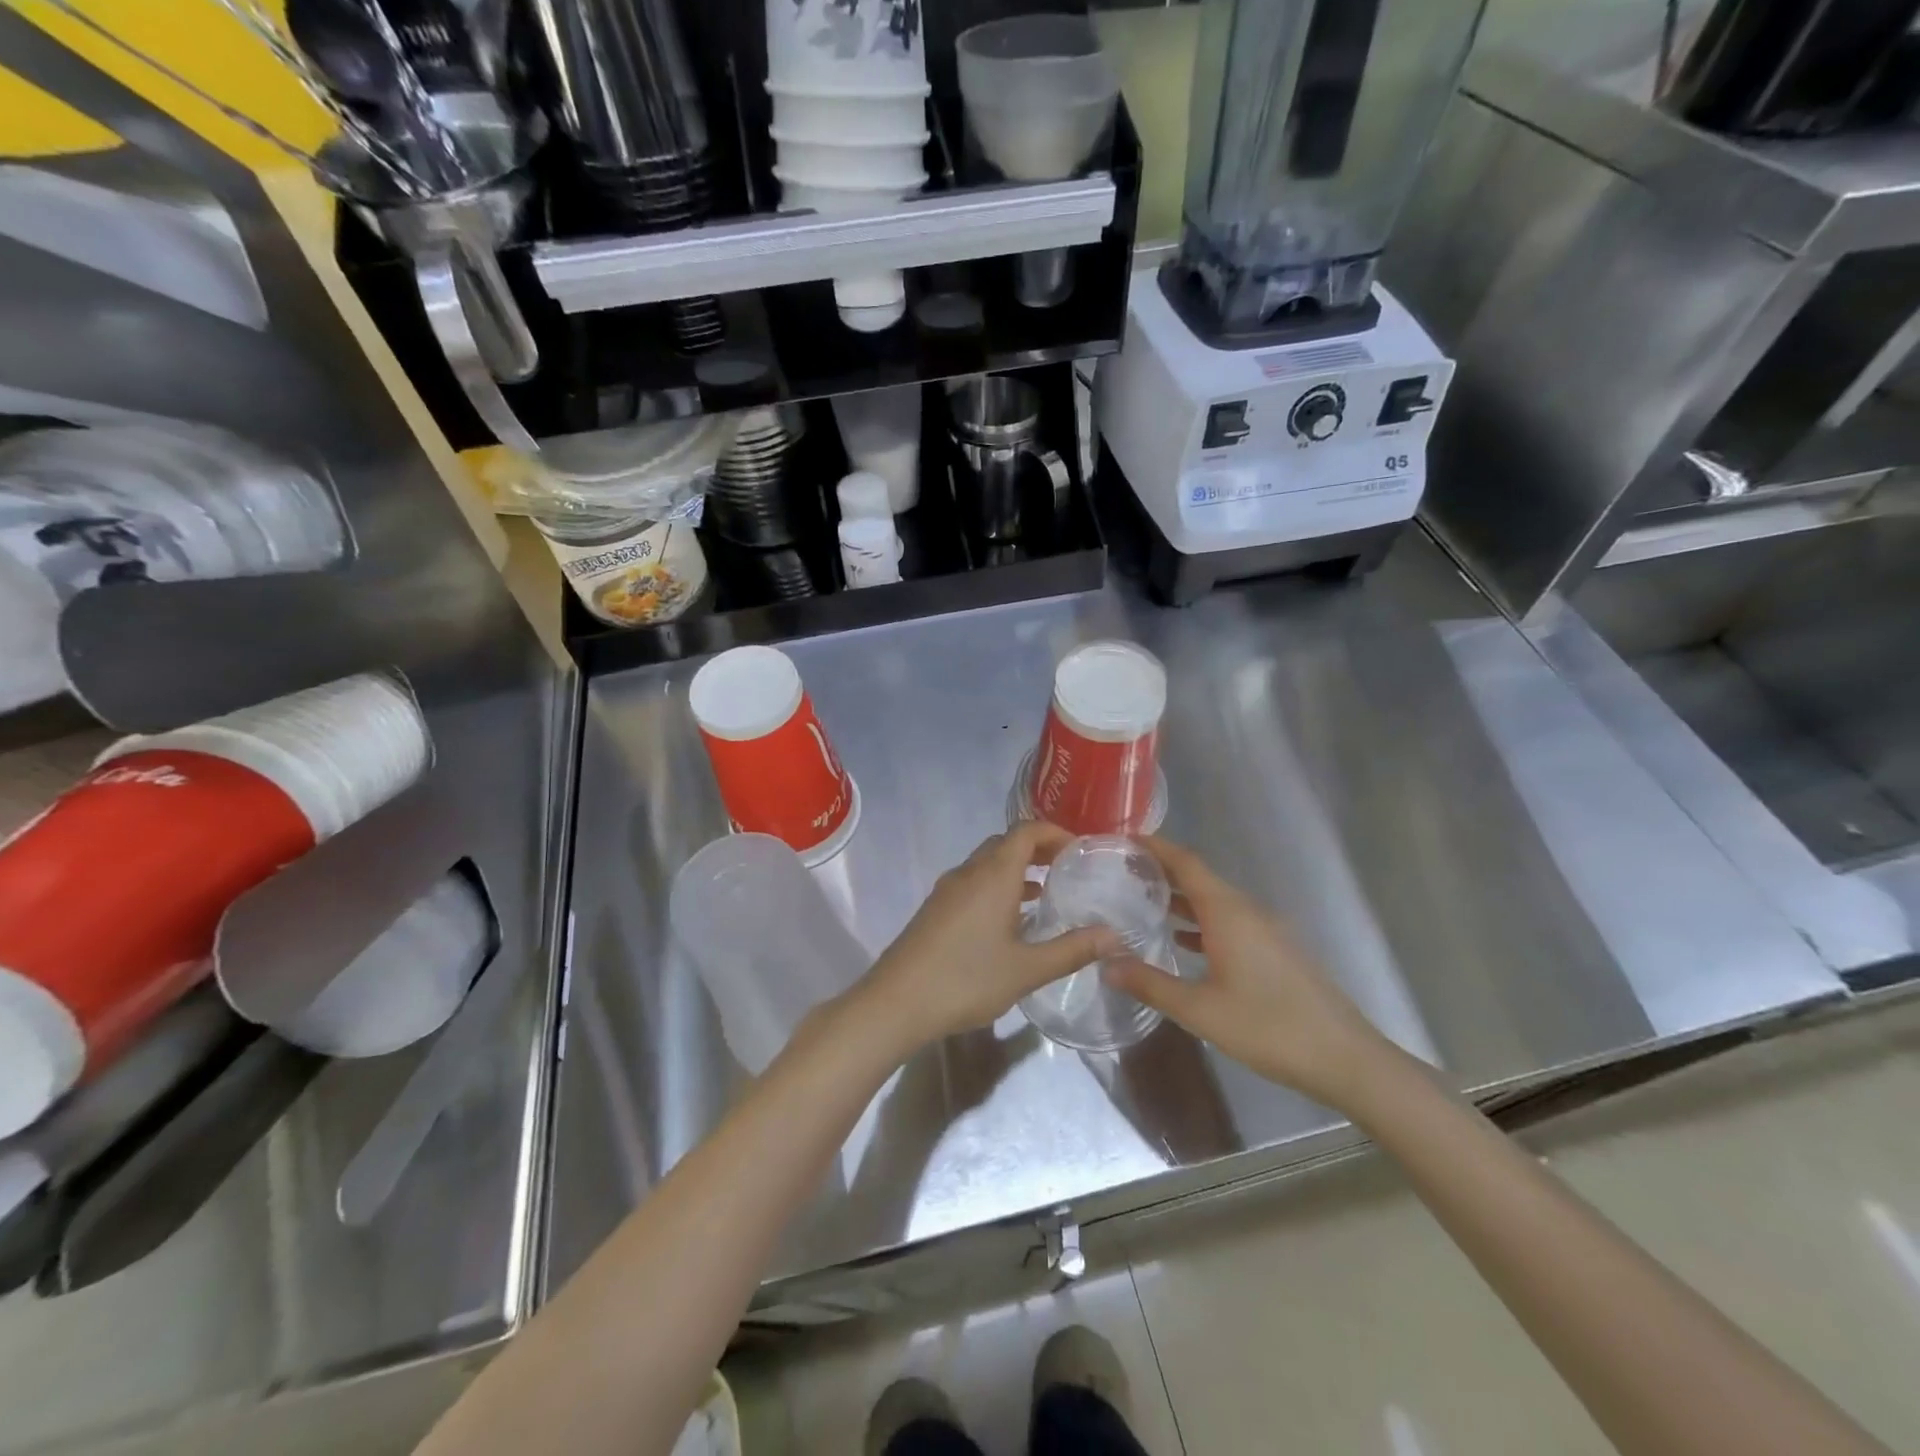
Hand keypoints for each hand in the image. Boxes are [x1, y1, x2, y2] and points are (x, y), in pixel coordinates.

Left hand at [853, 822, 1118, 1057]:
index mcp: (993, 875)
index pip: (1026, 831)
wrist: (896, 1002)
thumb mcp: (1027, 969)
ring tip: (1045, 893)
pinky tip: (1009, 921)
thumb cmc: (966, 980)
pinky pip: (973, 882)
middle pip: (1005, 843)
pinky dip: (997, 886)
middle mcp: (969, 872)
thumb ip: (1072, 950)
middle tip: (1068, 869)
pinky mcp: (935, 909)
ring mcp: (947, 890)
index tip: (1080, 849)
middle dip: (1037, 849)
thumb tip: (1114, 935)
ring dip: (1016, 869)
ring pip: (987, 864)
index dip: (1054, 832)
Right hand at [1105, 836, 1390, 1109]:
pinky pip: (1231, 922)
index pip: (1187, 863)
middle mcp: (1248, 911)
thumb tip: (1106, 963)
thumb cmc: (1268, 1028)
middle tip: (1123, 873)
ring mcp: (1267, 930)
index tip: (1125, 838)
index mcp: (1228, 913)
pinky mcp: (1277, 951)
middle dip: (1163, 872)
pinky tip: (1184, 943)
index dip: (1156, 847)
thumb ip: (1151, 984)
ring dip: (1182, 899)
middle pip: (1200, 879)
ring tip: (1144, 904)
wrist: (1345, 1058)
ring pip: (1216, 902)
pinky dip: (1203, 922)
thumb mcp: (1200, 1010)